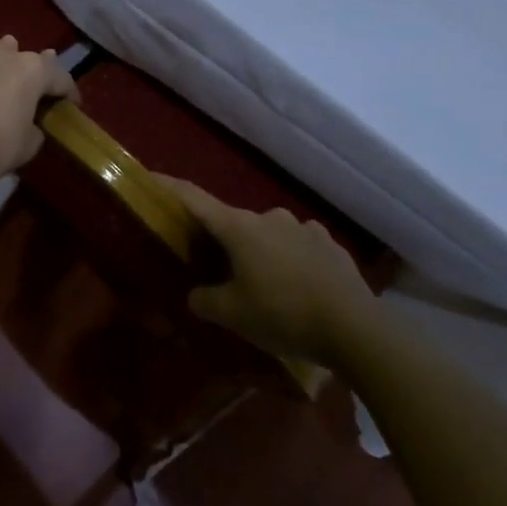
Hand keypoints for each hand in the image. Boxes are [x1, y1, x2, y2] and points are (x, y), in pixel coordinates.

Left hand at [0, 36, 78, 191]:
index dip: (69, 93)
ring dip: (7, 63)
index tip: (72, 105)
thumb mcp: (29, 144)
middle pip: (30, 60)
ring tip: (7, 78)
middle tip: (39, 91)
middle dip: (37, 74)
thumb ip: (36, 127)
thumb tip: (30, 122)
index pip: (61, 78)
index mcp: (34, 70)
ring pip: (0, 51)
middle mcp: (7, 54)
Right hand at [157, 175, 377, 363]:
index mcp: (238, 227)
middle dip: (221, 241)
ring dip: (259, 252)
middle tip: (214, 267)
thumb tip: (196, 294)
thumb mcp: (231, 315)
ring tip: (261, 283)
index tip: (149, 175)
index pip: (193, 199)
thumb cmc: (282, 314)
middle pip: (232, 222)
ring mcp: (304, 228)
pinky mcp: (331, 246)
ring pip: (268, 235)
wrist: (357, 329)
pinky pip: (299, 247)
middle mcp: (269, 217)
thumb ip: (204, 300)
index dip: (168, 187)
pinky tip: (296, 287)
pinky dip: (290, 261)